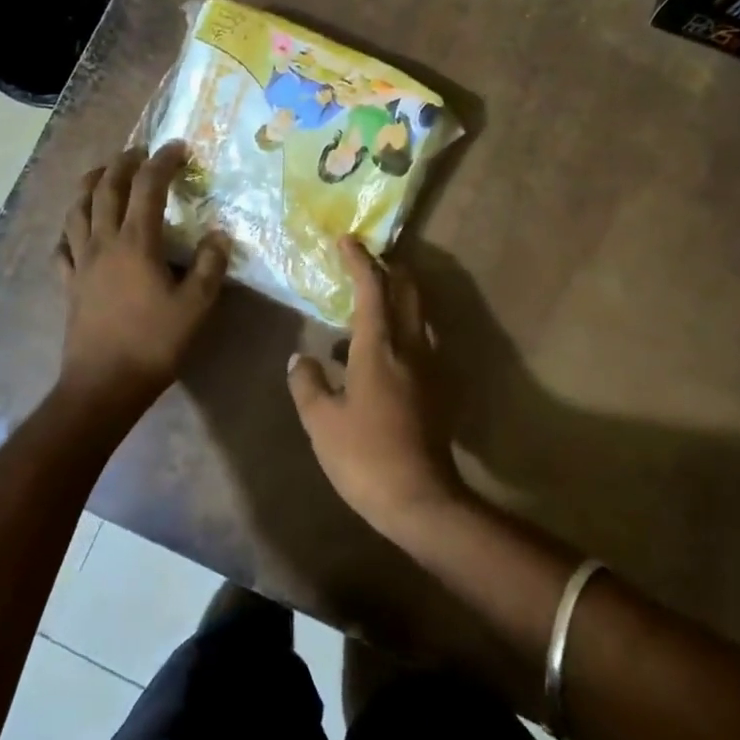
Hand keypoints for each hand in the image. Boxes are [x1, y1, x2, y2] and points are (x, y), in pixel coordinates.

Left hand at [57, 142, 227, 406]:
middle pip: (106, 189)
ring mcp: (80, 262)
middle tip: (139, 151)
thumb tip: (219, 234)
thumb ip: (209, 266)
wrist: (104, 384)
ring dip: (89, 185)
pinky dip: (70, 229)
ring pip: (77, 210)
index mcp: (136, 243)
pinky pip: (62, 246)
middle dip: (122, 163)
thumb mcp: (196, 306)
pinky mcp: (68, 284)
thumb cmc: (154, 343)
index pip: (147, 187)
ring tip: (102, 174)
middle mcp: (103, 242)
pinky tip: (76, 231)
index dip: (162, 162)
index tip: (178, 147)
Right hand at [287, 238, 465, 539]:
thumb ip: (307, 383)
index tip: (347, 240)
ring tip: (365, 308)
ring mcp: (431, 366)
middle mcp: (411, 346)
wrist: (421, 499)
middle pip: (408, 290)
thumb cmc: (364, 456)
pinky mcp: (439, 387)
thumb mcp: (321, 422)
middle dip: (389, 268)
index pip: (372, 287)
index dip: (359, 260)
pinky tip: (377, 354)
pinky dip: (401, 330)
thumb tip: (300, 359)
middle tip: (364, 262)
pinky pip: (420, 341)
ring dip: (397, 298)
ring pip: (418, 315)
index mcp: (380, 347)